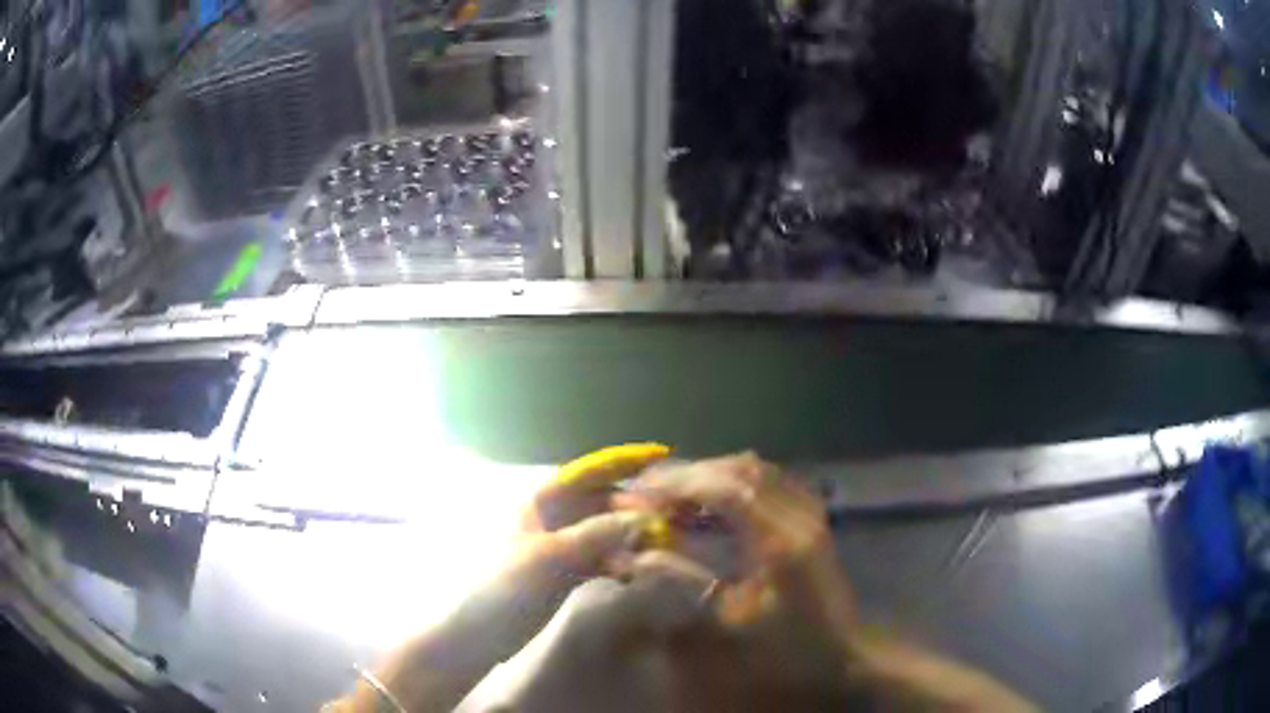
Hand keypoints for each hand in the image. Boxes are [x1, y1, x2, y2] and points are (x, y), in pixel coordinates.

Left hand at [341, 445, 671, 712]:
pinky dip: (619, 562)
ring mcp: (560, 546)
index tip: (661, 456)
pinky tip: (636, 572)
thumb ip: (597, 534)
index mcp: (540, 502)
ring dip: (630, 537)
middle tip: (670, 519)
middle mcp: (552, 518)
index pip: (587, 473)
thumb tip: (644, 517)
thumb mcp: (551, 557)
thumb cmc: (507, 587)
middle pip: (601, 503)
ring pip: (604, 532)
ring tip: (661, 548)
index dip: (622, 462)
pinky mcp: (566, 572)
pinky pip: (601, 558)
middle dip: (633, 507)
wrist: (482, 633)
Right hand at [623, 452, 857, 708]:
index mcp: (780, 542)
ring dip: (714, 473)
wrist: (840, 651)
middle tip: (651, 488)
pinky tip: (715, 497)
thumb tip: (640, 553)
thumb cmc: (784, 644)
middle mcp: (799, 516)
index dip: (680, 484)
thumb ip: (685, 579)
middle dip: (692, 473)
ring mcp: (810, 513)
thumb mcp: (730, 617)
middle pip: (742, 470)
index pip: (727, 490)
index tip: (641, 491)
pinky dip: (737, 480)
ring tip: (675, 491)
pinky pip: (772, 480)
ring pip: (758, 470)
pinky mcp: (812, 518)